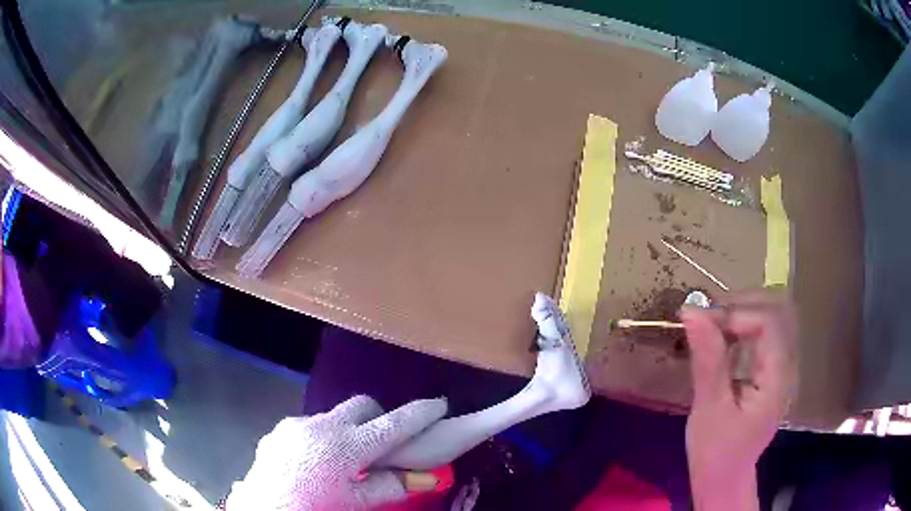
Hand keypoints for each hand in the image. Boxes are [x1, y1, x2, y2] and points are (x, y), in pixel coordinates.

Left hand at [226, 395, 446, 510]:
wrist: (262, 508)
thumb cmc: (315, 509)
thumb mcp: (356, 503)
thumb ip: (390, 485)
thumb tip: (423, 476)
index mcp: (348, 446)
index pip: (394, 424)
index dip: (420, 414)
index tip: (439, 405)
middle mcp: (323, 426)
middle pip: (362, 405)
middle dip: (378, 417)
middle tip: (382, 443)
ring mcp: (298, 425)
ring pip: (334, 416)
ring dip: (347, 431)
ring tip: (342, 461)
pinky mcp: (280, 429)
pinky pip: (309, 426)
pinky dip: (322, 439)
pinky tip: (313, 463)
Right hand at [681, 290, 796, 510]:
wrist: (723, 480)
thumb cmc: (716, 452)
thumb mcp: (710, 409)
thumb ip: (708, 360)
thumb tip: (692, 313)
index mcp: (776, 376)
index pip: (768, 322)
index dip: (737, 314)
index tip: (703, 323)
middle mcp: (783, 366)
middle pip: (772, 313)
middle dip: (739, 307)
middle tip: (705, 318)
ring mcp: (776, 369)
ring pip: (767, 322)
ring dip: (738, 315)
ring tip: (709, 325)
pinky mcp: (766, 374)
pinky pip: (759, 338)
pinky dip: (739, 330)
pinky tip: (720, 340)